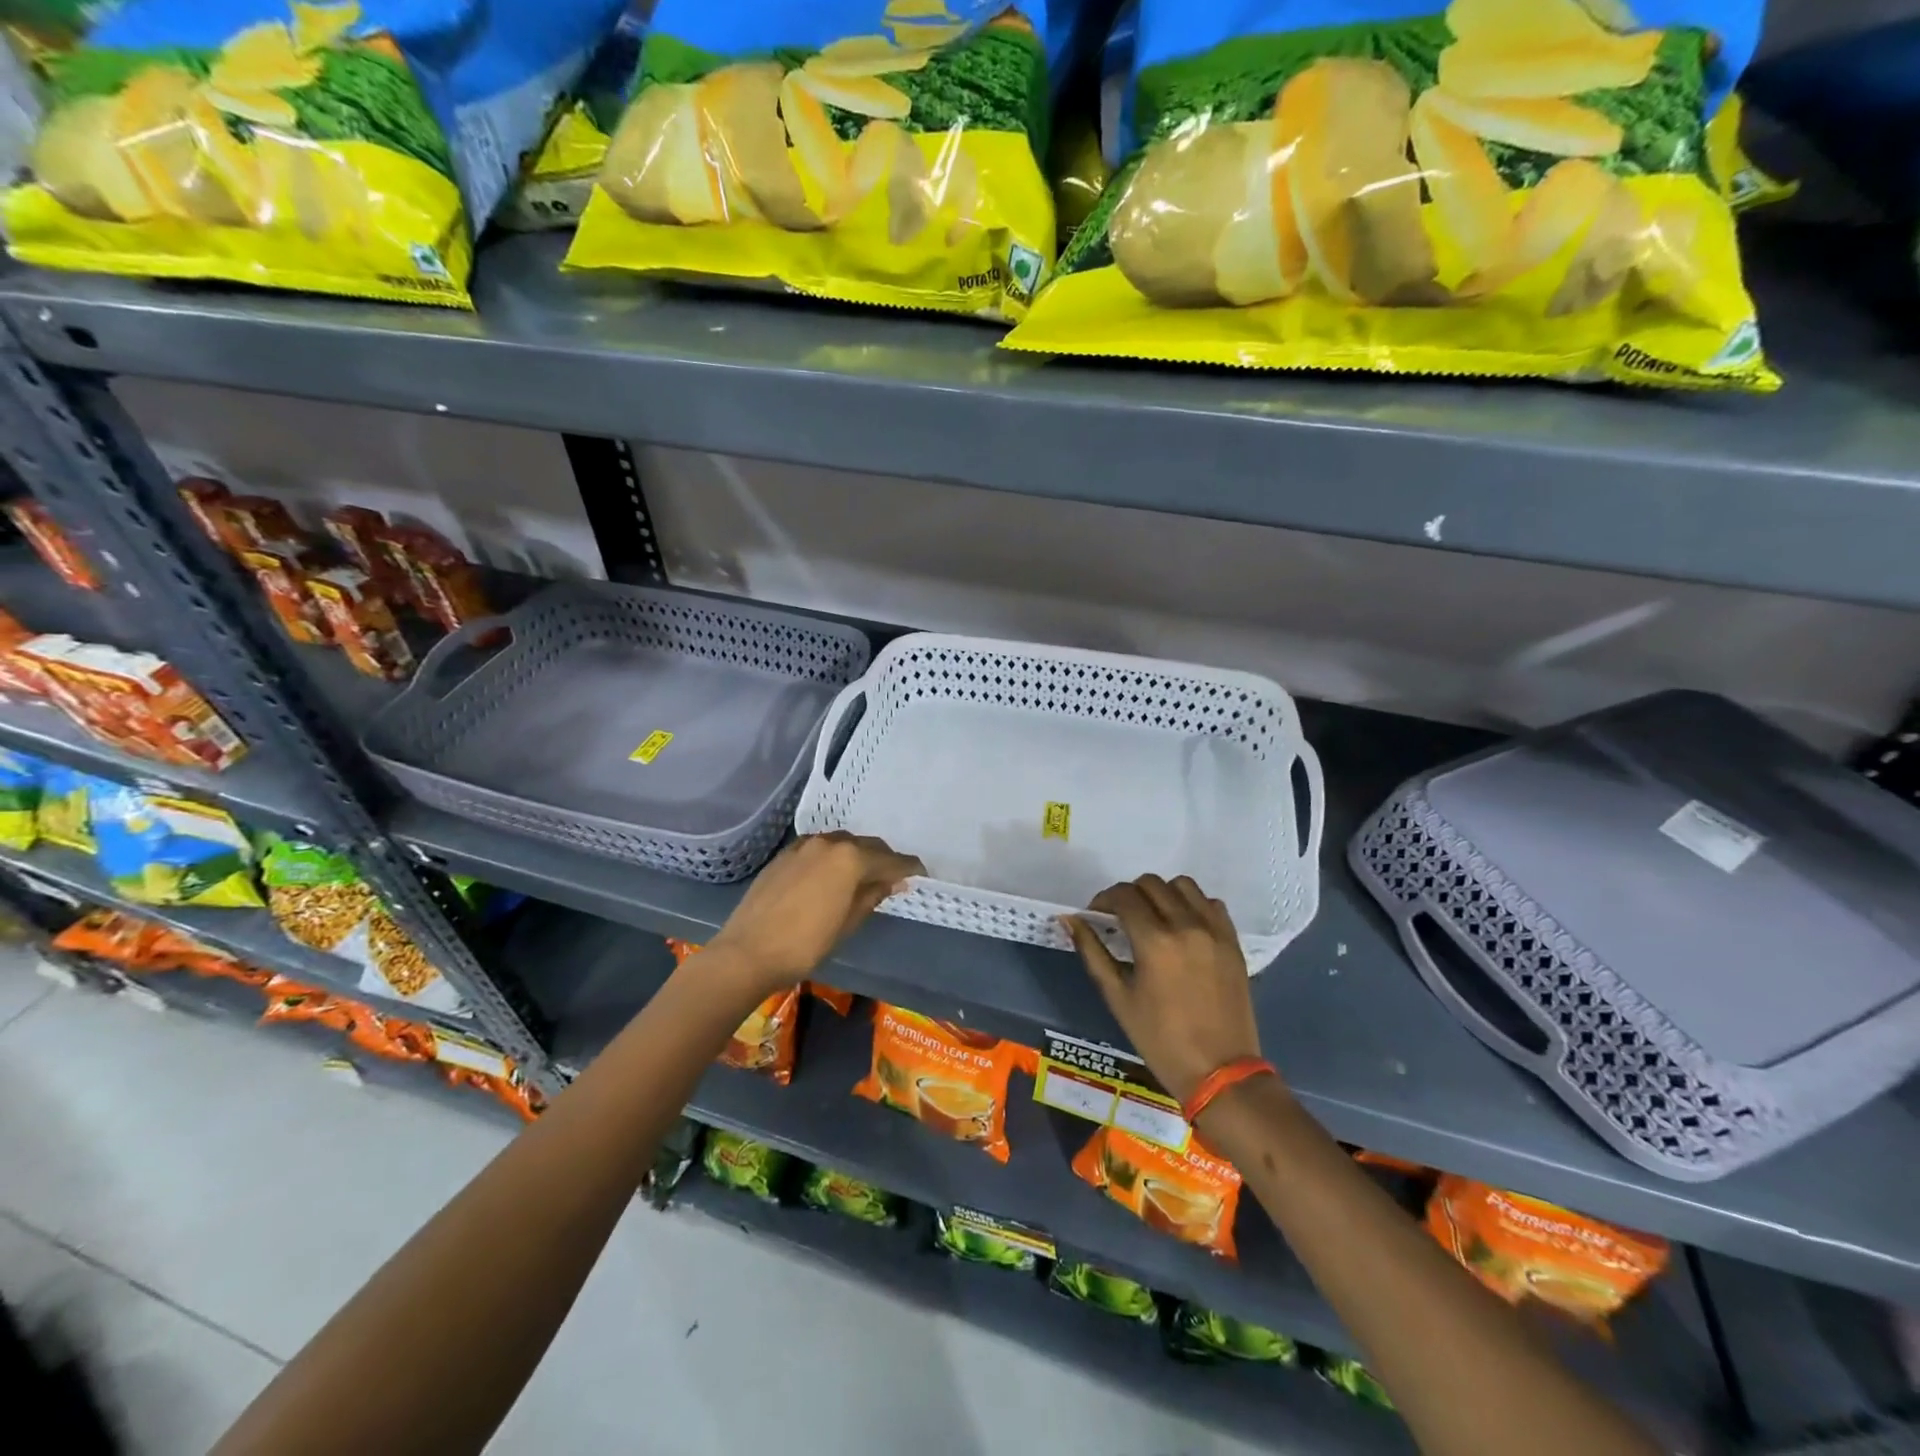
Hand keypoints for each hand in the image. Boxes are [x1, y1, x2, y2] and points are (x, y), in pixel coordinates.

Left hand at [706, 832, 923, 996]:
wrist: (748, 951)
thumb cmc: (805, 943)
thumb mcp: (848, 922)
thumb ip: (872, 895)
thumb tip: (893, 881)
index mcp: (850, 858)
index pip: (891, 860)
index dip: (909, 867)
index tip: (921, 874)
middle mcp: (830, 842)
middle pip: (867, 845)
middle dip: (884, 859)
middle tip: (894, 877)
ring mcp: (804, 845)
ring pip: (842, 843)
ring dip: (858, 855)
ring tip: (864, 876)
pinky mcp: (785, 854)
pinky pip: (820, 849)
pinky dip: (833, 857)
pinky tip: (832, 875)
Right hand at [1064, 875, 1263, 1104]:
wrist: (1219, 1071)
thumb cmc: (1160, 1039)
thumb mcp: (1118, 997)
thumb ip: (1092, 952)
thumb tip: (1069, 919)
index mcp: (1154, 941)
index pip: (1124, 896)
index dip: (1104, 899)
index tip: (1096, 914)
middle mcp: (1186, 926)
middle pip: (1151, 884)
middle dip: (1129, 894)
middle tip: (1121, 917)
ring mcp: (1214, 931)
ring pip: (1183, 885)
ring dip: (1162, 893)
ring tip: (1153, 917)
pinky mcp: (1233, 942)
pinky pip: (1211, 904)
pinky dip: (1193, 905)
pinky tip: (1183, 926)